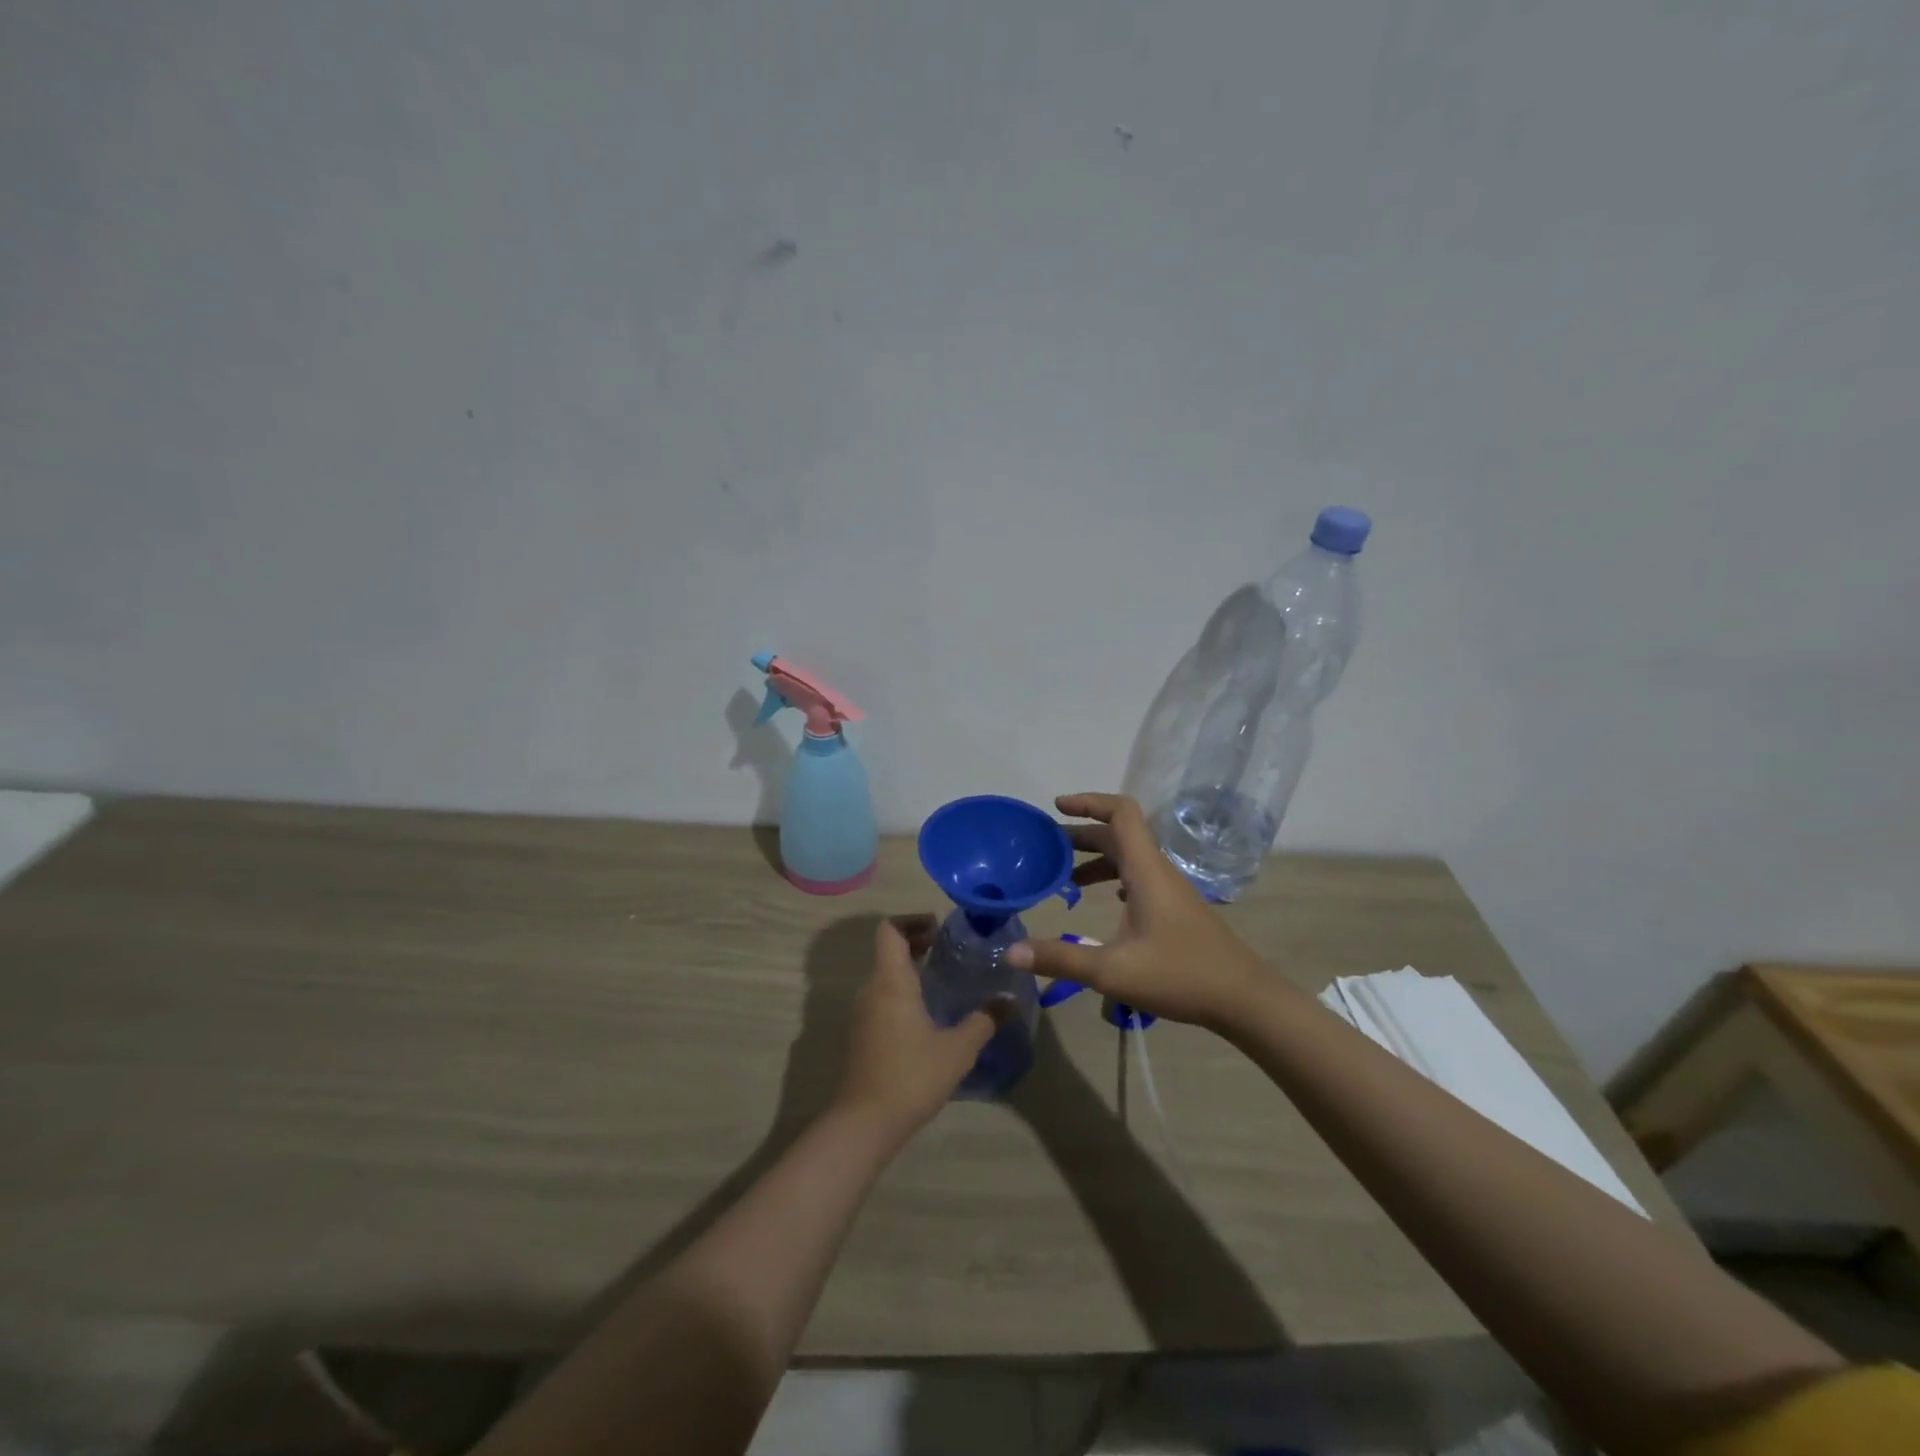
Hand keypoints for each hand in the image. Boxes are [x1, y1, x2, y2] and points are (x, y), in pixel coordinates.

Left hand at [833, 916, 1005, 1139]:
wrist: (865, 1122)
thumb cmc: (912, 1075)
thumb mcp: (958, 1049)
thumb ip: (984, 1020)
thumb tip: (1009, 1000)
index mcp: (891, 980)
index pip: (890, 930)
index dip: (912, 920)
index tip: (940, 927)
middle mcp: (872, 989)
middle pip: (888, 950)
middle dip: (916, 942)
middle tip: (949, 949)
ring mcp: (863, 1013)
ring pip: (885, 975)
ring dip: (910, 968)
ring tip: (944, 978)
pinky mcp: (862, 1034)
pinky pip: (882, 997)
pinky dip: (903, 991)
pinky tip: (929, 1013)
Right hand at [1008, 793, 1274, 1031]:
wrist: (1244, 999)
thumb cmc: (1180, 975)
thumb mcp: (1111, 971)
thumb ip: (1060, 959)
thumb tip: (1010, 952)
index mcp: (1146, 870)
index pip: (1121, 813)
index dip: (1089, 802)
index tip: (1057, 807)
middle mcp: (1158, 871)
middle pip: (1118, 835)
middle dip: (1080, 834)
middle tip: (1045, 848)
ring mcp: (1170, 890)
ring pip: (1129, 858)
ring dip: (1096, 859)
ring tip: (1065, 879)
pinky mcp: (1176, 909)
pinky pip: (1139, 878)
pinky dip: (1114, 878)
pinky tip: (1105, 902)